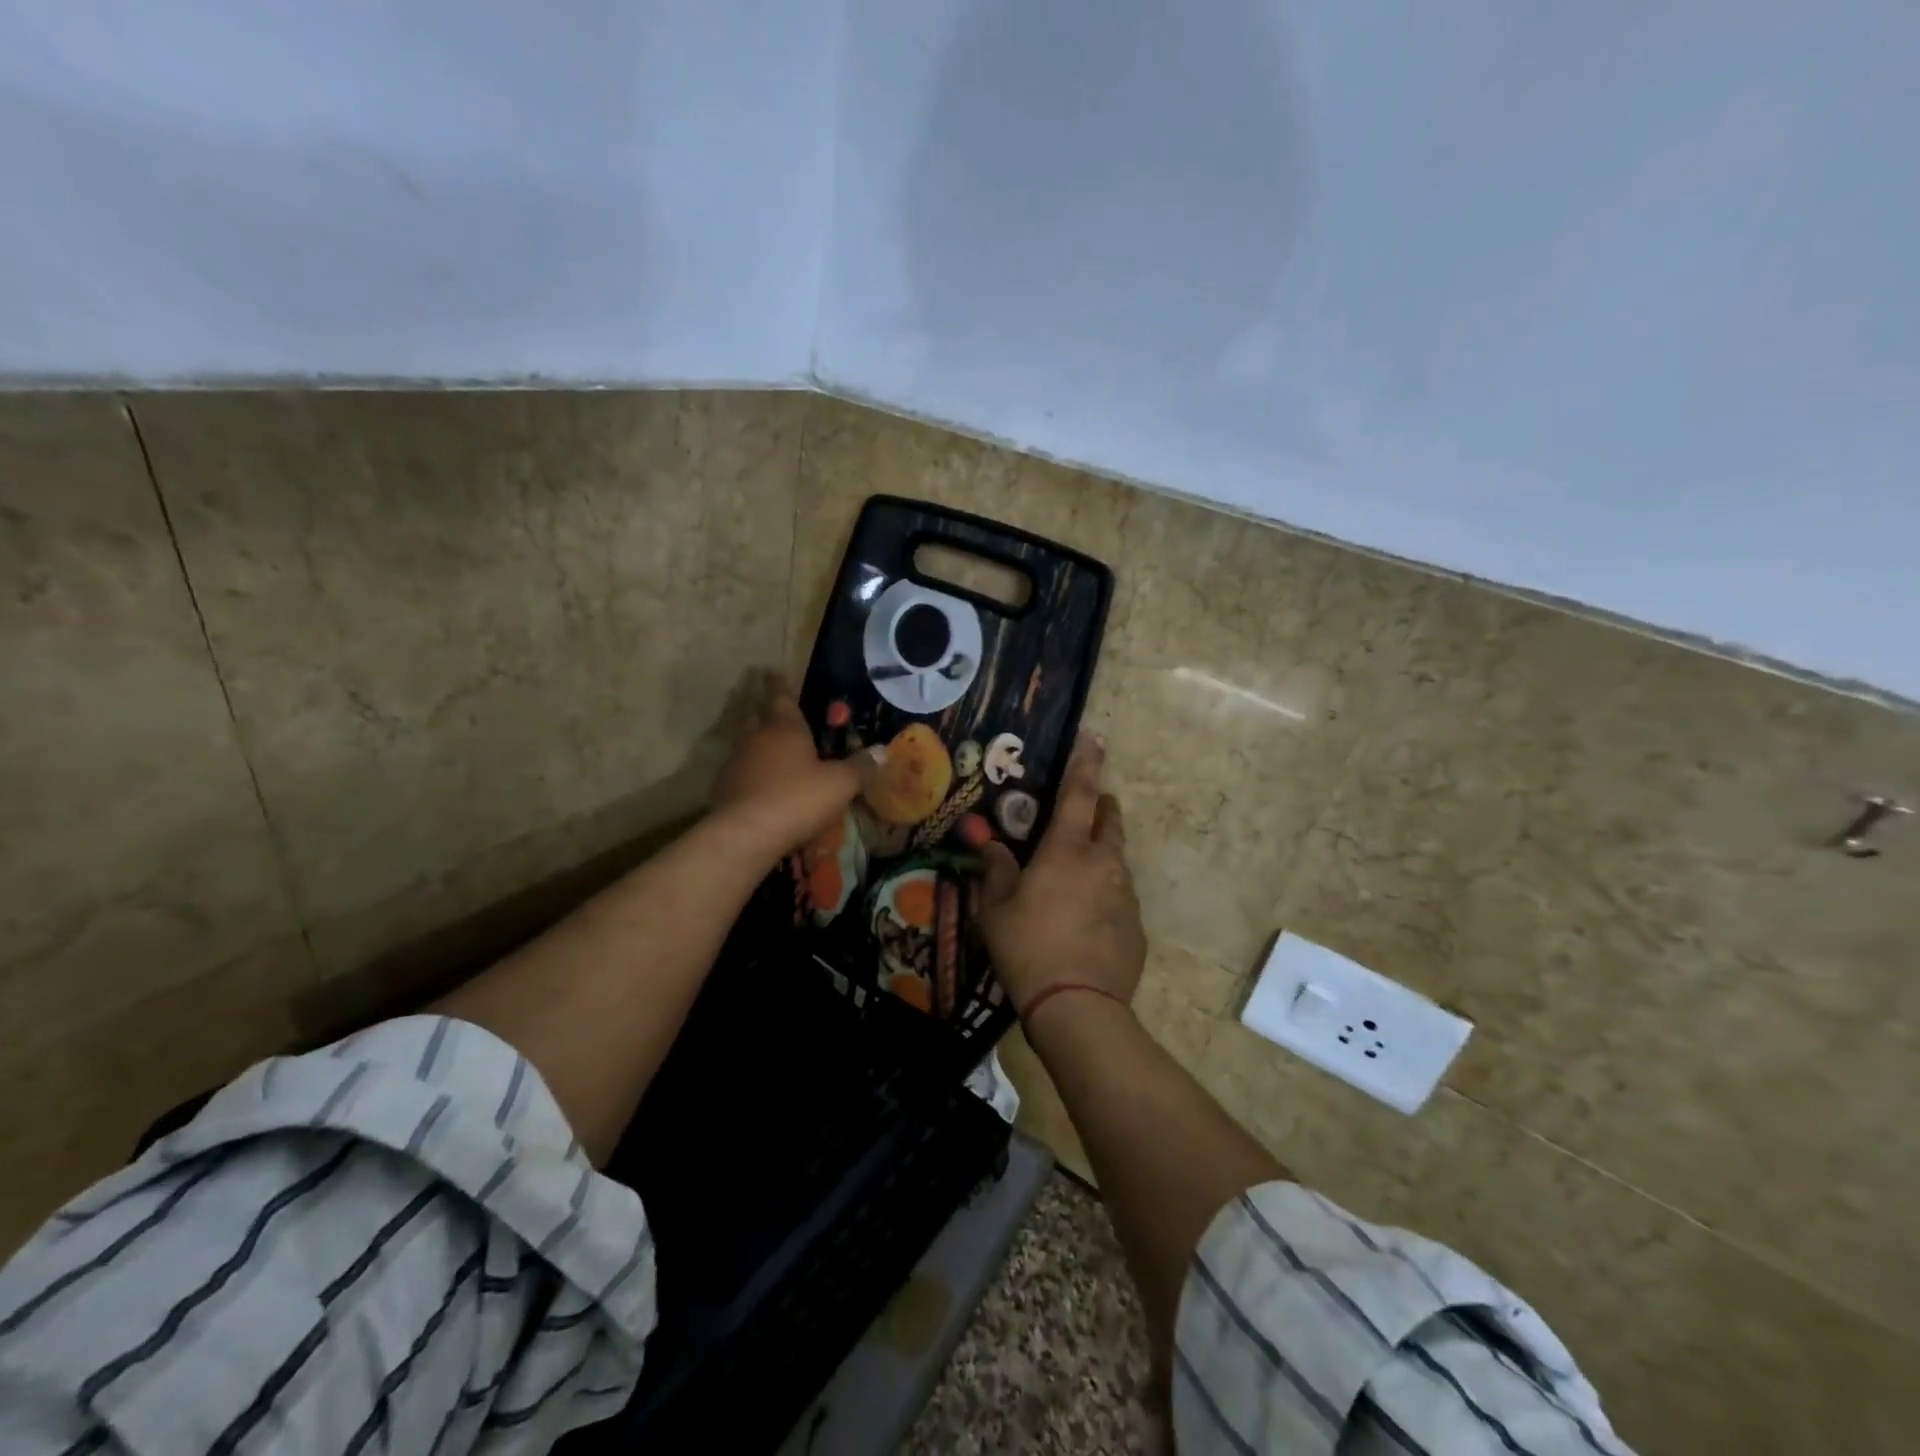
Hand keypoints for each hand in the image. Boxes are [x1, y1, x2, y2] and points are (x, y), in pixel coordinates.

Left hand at [711, 677, 882, 855]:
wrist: (745, 835)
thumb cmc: (797, 799)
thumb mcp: (839, 785)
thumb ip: (860, 767)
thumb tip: (883, 751)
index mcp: (784, 728)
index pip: (781, 697)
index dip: (781, 686)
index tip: (774, 674)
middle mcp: (756, 738)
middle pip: (763, 723)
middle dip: (775, 723)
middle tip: (789, 726)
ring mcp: (736, 764)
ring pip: (752, 751)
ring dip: (765, 754)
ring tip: (782, 764)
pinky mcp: (724, 791)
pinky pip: (745, 777)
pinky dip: (756, 780)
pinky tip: (767, 794)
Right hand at [977, 733, 1146, 1019]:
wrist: (1078, 1006)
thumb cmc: (1028, 948)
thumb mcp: (996, 909)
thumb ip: (996, 871)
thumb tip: (991, 846)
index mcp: (1068, 850)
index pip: (1080, 793)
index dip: (1086, 762)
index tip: (1096, 737)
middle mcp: (1104, 862)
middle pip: (1110, 820)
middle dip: (1101, 807)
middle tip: (1086, 810)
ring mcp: (1126, 893)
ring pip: (1117, 858)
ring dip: (1101, 853)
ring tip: (1076, 875)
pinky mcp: (1137, 924)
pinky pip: (1121, 894)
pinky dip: (1106, 891)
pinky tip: (1086, 918)